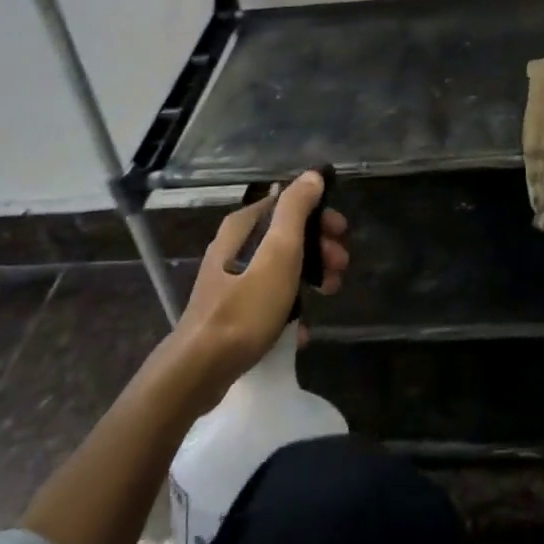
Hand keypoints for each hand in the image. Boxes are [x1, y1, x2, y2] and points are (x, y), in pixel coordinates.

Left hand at [171, 170, 348, 404]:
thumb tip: (313, 175)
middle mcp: (233, 245)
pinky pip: (268, 298)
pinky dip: (289, 306)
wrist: (201, 368)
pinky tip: (302, 328)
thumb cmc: (246, 305)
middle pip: (286, 236)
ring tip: (328, 296)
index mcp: (243, 226)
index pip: (288, 204)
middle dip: (319, 249)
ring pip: (280, 267)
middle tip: (339, 270)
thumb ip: (296, 209)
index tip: (342, 236)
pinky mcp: (230, 309)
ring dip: (309, 276)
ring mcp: (230, 279)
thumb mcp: (279, 251)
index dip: (320, 216)